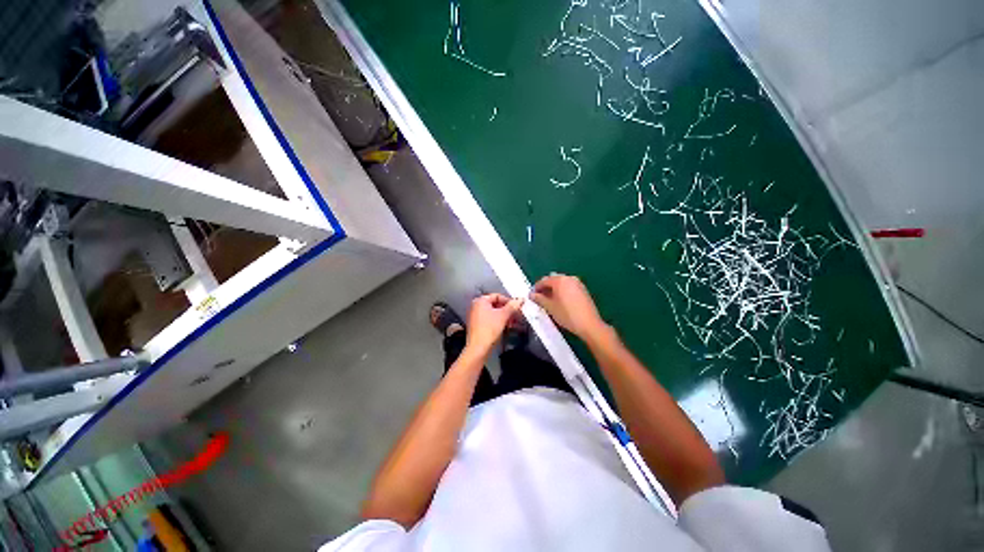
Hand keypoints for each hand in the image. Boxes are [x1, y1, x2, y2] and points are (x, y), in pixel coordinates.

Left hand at [465, 293, 523, 354]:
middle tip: (517, 314)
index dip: (508, 300)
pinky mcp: (478, 326)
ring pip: (494, 313)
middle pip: (495, 304)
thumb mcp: (503, 316)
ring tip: (514, 321)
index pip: (497, 296)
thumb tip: (520, 299)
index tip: (517, 306)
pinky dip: (499, 321)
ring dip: (505, 316)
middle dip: (508, 309)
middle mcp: (476, 306)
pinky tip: (507, 326)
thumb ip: (512, 306)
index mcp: (480, 301)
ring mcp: (476, 316)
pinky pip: (490, 319)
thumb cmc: (489, 328)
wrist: (478, 348)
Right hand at [530, 274, 606, 339]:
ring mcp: (577, 283)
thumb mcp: (550, 307)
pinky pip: (569, 287)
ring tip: (549, 300)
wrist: (589, 324)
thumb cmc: (567, 315)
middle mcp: (569, 278)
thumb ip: (539, 299)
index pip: (544, 280)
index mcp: (560, 280)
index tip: (532, 296)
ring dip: (554, 289)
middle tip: (539, 298)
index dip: (536, 288)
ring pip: (561, 283)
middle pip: (553, 280)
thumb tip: (531, 295)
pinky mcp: (583, 290)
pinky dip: (562, 291)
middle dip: (545, 287)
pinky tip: (560, 301)